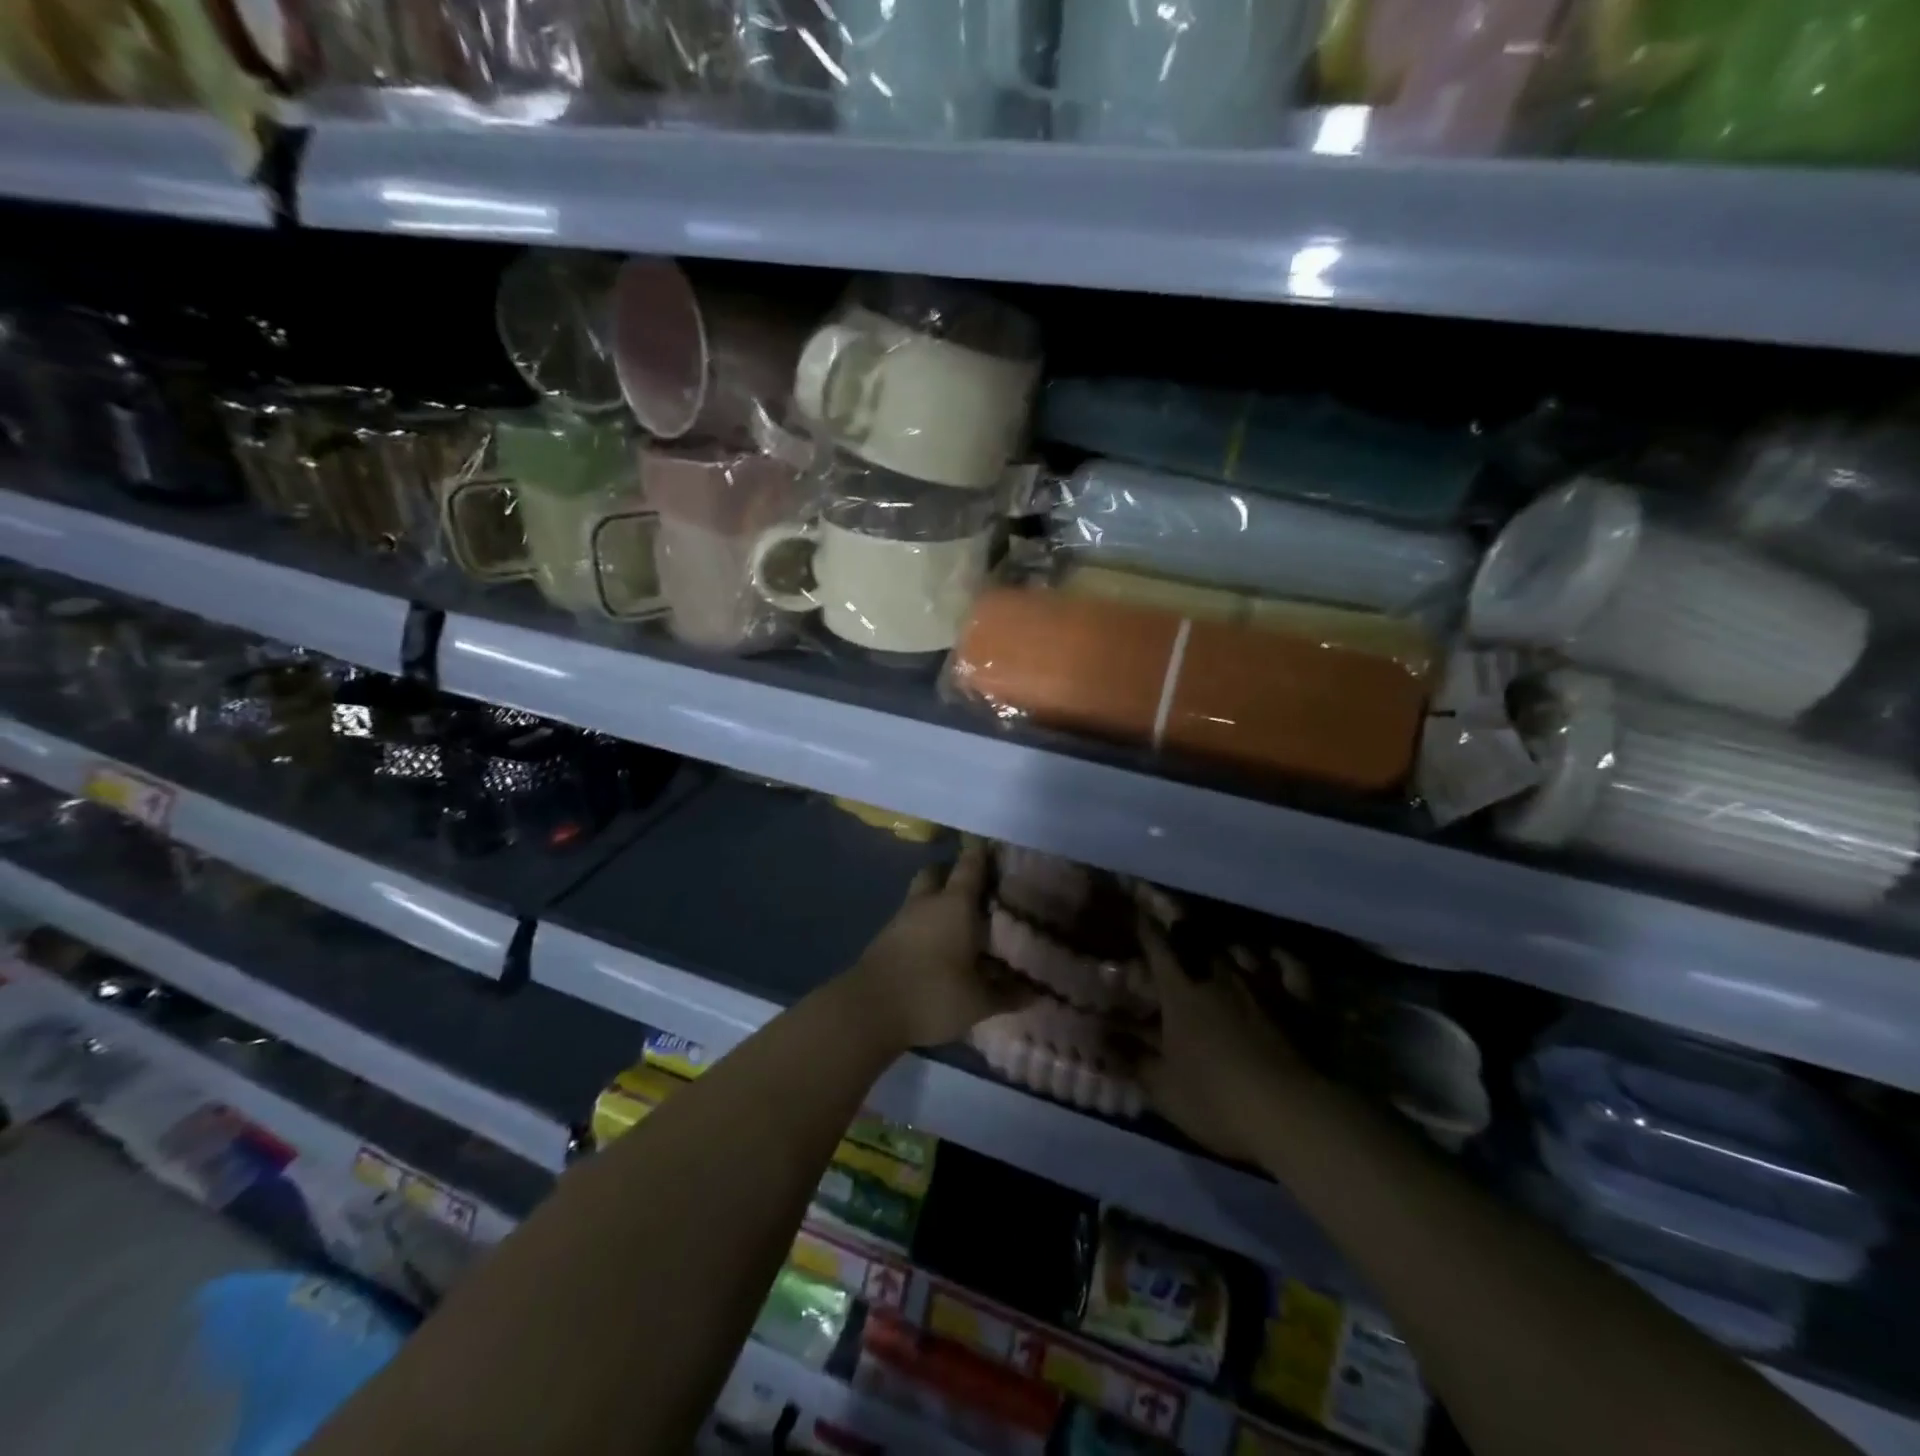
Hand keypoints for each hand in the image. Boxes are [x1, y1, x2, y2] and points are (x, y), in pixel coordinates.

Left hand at [844, 837, 1029, 1050]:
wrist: (869, 1010)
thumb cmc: (933, 994)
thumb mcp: (979, 1001)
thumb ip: (1007, 994)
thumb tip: (1034, 992)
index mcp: (955, 905)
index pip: (970, 866)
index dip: (982, 853)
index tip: (995, 848)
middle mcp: (927, 902)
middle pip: (938, 872)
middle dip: (953, 874)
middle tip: (975, 891)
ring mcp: (901, 918)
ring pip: (921, 896)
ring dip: (936, 901)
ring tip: (958, 923)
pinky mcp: (884, 938)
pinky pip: (909, 919)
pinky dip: (922, 924)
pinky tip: (935, 946)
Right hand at [1133, 905, 1305, 1162]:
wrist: (1296, 1114)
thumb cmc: (1218, 1099)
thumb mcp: (1163, 1088)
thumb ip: (1129, 1058)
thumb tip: (1094, 1037)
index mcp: (1181, 991)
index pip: (1157, 945)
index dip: (1144, 925)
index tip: (1134, 908)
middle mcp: (1219, 974)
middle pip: (1197, 939)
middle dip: (1182, 929)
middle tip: (1174, 925)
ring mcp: (1263, 984)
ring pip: (1240, 949)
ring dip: (1226, 946)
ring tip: (1220, 946)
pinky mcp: (1300, 1000)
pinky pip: (1289, 966)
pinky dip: (1279, 958)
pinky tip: (1275, 956)